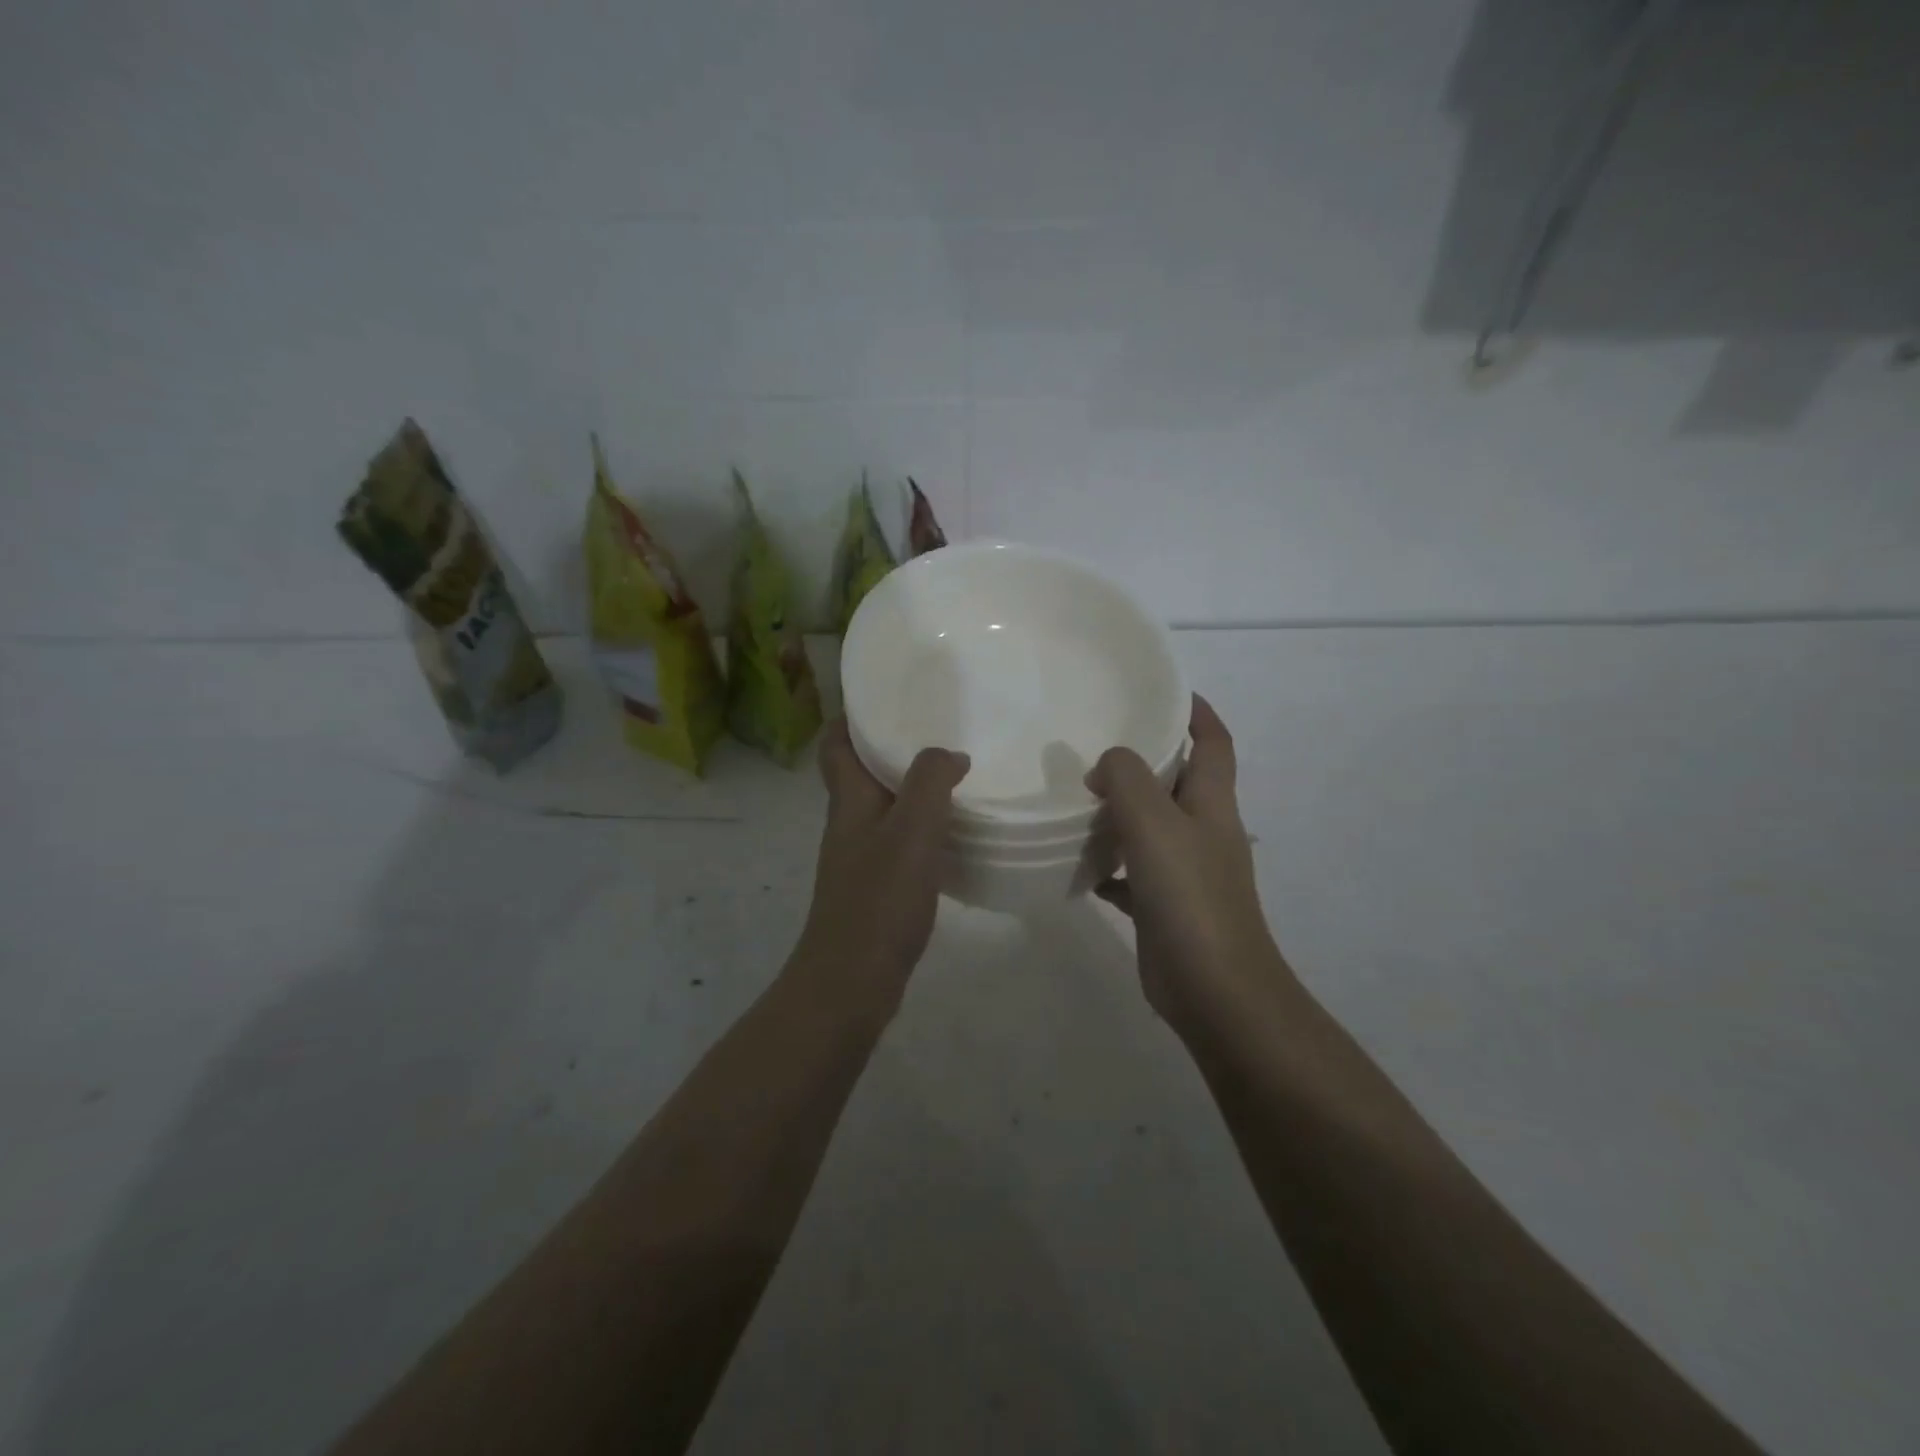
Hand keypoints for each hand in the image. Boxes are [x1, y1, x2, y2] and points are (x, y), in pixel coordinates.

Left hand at [791, 719, 969, 1018]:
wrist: (851, 982)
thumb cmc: (878, 901)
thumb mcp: (912, 832)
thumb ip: (930, 783)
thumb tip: (949, 754)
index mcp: (848, 801)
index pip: (835, 745)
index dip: (850, 717)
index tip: (885, 697)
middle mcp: (848, 823)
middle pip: (860, 772)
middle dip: (890, 748)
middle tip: (937, 730)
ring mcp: (860, 858)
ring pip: (882, 807)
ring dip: (910, 789)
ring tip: (954, 775)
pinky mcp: (875, 888)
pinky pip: (898, 841)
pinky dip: (921, 827)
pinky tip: (954, 833)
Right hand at [1088, 696, 1291, 1038]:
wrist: (1214, 991)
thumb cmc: (1190, 897)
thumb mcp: (1154, 823)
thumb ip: (1126, 779)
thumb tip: (1105, 766)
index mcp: (1212, 804)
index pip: (1214, 743)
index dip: (1197, 712)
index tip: (1163, 690)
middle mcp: (1204, 831)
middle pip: (1178, 781)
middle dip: (1145, 759)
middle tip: (1096, 742)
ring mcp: (1185, 872)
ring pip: (1151, 826)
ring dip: (1121, 811)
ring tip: (1076, 794)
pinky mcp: (1163, 906)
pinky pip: (1131, 872)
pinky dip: (1108, 863)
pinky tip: (1077, 862)